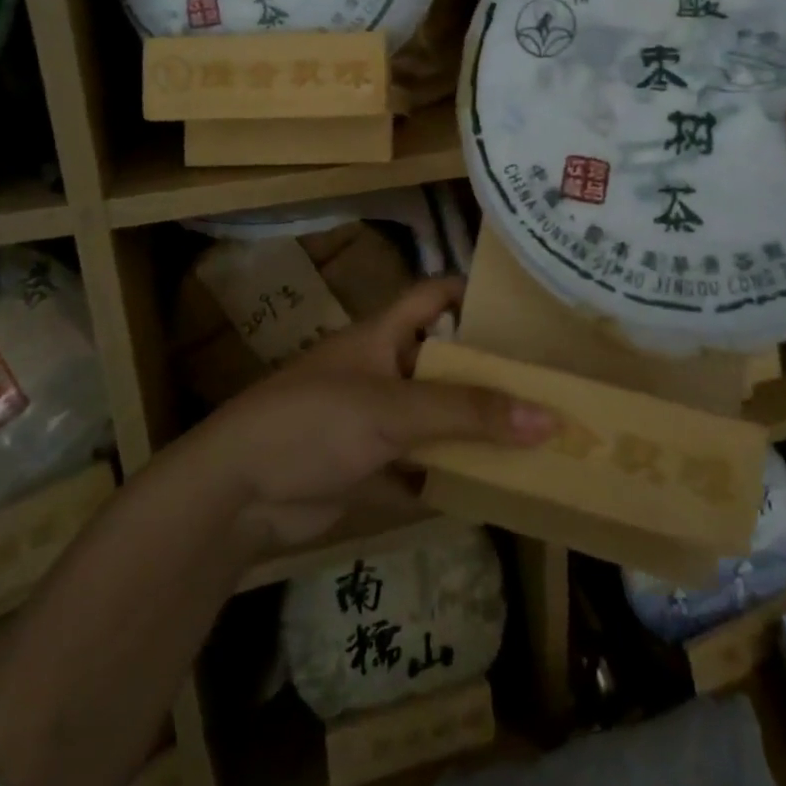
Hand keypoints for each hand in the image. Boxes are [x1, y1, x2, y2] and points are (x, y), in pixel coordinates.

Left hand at [204, 279, 554, 550]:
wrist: (237, 493)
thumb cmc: (315, 421)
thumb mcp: (394, 409)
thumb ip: (468, 413)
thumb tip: (547, 417)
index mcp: (382, 336)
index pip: (433, 296)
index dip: (470, 292)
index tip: (520, 307)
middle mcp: (380, 371)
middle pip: (442, 363)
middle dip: (486, 375)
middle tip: (545, 384)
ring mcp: (371, 422)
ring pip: (433, 419)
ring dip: (470, 431)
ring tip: (533, 438)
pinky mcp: (364, 467)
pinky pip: (418, 469)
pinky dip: (446, 478)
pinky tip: (491, 489)